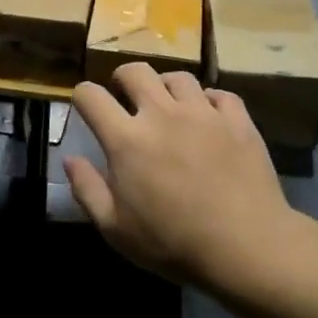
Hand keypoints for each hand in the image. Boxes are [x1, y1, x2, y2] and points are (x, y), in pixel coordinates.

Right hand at [65, 63, 298, 290]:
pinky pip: (220, 94)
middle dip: (123, 78)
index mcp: (126, 139)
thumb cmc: (173, 243)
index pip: (91, 96)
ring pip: (178, 77)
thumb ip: (87, 189)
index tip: (85, 106)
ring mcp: (203, 113)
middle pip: (135, 71)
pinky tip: (209, 118)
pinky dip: (209, 101)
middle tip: (125, 96)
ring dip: (166, 87)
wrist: (246, 247)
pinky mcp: (237, 120)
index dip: (82, 95)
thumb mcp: (115, 228)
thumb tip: (70, 158)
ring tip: (168, 105)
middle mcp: (162, 113)